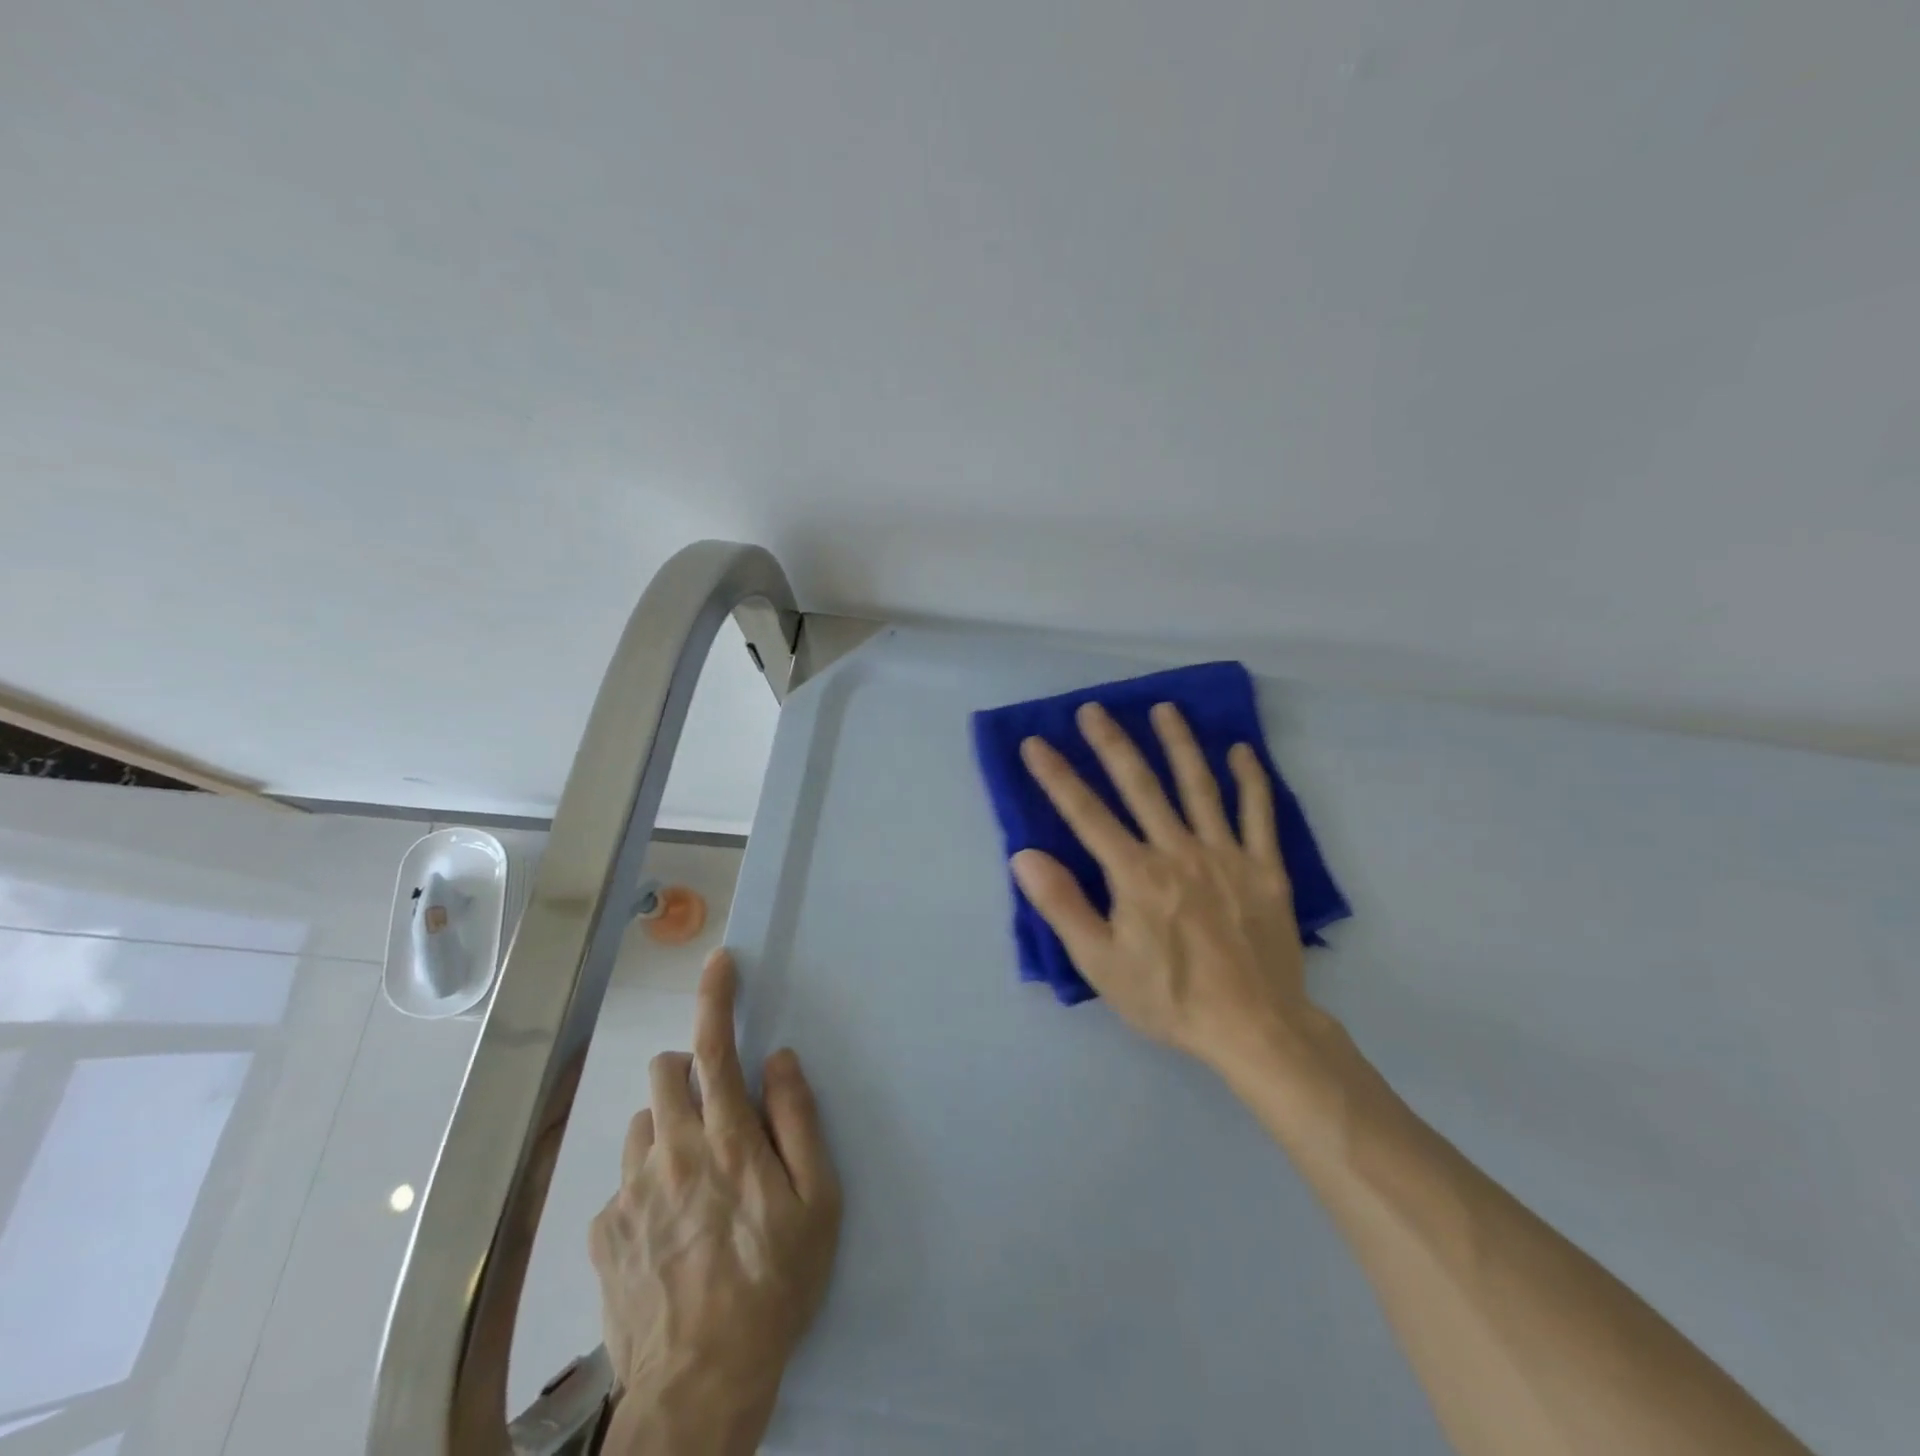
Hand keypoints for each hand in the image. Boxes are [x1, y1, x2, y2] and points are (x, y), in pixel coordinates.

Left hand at [589, 949, 840, 1455]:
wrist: (700, 1387)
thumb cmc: (775, 1285)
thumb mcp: (817, 1202)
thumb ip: (799, 1120)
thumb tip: (779, 1060)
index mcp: (726, 1139)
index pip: (716, 1047)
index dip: (716, 998)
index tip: (719, 962)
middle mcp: (671, 1151)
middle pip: (664, 1071)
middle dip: (689, 1071)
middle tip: (717, 1112)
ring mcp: (629, 1192)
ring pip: (641, 1123)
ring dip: (668, 1128)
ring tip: (694, 1179)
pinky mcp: (602, 1232)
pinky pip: (624, 1180)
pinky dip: (647, 1183)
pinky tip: (668, 1231)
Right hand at [1012, 701, 1337, 1079]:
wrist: (1255, 1028)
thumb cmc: (1170, 998)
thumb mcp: (1101, 964)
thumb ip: (1063, 906)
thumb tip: (1025, 856)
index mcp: (1136, 874)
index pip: (1087, 814)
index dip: (1057, 777)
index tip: (1036, 743)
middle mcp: (1178, 850)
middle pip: (1141, 786)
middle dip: (1112, 744)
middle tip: (1094, 709)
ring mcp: (1225, 854)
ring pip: (1198, 786)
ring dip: (1179, 744)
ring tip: (1164, 708)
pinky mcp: (1264, 867)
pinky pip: (1258, 813)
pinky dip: (1250, 779)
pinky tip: (1241, 750)